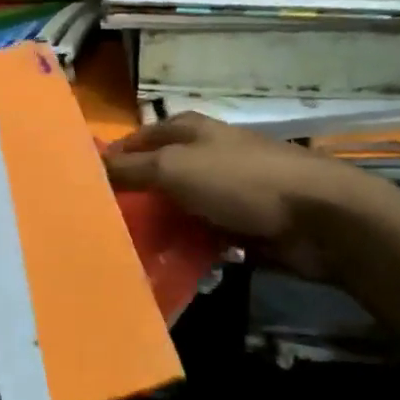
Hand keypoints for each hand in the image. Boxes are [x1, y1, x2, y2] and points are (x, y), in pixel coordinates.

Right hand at [103, 113, 391, 278]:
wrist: (318, 217)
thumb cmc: (240, 180)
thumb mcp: (174, 168)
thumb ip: (131, 169)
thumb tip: (89, 166)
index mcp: (189, 131)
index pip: (137, 140)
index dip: (111, 159)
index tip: (82, 186)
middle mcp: (205, 155)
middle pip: (156, 175)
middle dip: (132, 198)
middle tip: (98, 227)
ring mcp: (225, 191)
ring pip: (177, 209)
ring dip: (158, 228)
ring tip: (124, 252)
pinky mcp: (241, 224)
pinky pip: (201, 236)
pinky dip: (185, 248)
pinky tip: (164, 268)